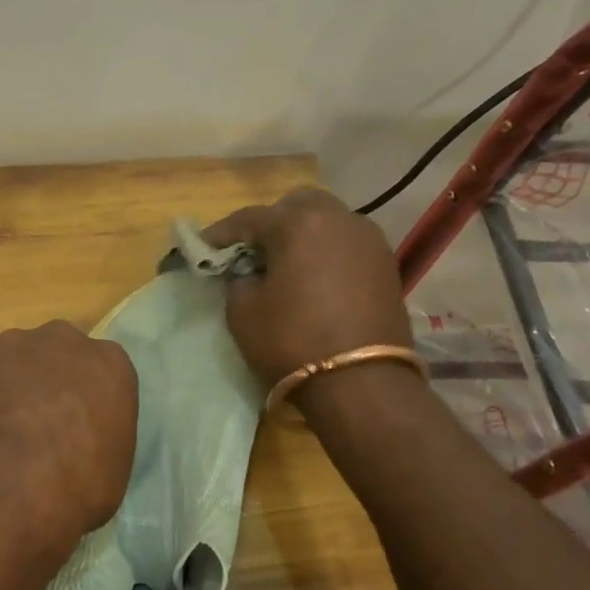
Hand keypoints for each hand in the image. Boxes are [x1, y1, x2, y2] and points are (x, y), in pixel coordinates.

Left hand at [0, 321, 138, 534]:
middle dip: (47, 381)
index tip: (78, 427)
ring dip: (6, 388)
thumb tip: (77, 446)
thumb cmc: (79, 484)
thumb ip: (99, 439)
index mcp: (108, 363)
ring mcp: (8, 346)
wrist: (10, 484)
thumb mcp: (113, 469)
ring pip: (9, 362)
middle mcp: (61, 340)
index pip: (102, 371)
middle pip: (55, 354)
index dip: (87, 400)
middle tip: (37, 425)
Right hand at [202, 188, 413, 386]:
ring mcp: (369, 240)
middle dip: (270, 223)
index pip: (249, 218)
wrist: (362, 383)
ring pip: (327, 222)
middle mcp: (339, 218)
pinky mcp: (386, 264)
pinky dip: (327, 253)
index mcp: (299, 223)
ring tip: (285, 267)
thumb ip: (237, 279)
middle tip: (252, 253)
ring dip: (303, 236)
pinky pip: (347, 245)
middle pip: (296, 206)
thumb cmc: (292, 341)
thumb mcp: (243, 311)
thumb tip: (246, 272)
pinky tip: (314, 280)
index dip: (221, 233)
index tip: (202, 248)